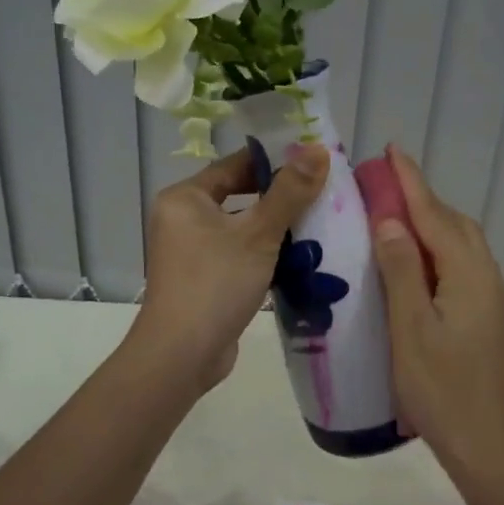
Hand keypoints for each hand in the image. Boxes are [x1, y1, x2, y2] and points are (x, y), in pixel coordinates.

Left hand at [132, 142, 329, 395]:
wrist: (181, 355)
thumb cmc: (216, 283)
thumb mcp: (259, 234)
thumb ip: (290, 192)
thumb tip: (317, 149)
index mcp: (185, 198)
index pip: (234, 165)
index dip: (274, 161)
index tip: (312, 160)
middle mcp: (182, 219)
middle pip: (239, 195)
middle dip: (279, 197)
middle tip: (321, 193)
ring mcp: (191, 251)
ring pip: (241, 228)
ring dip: (275, 228)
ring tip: (320, 223)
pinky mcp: (203, 279)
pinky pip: (238, 254)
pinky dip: (265, 254)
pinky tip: (300, 258)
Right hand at [371, 146, 503, 480]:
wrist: (492, 450)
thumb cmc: (442, 390)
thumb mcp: (411, 329)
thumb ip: (402, 270)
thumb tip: (391, 219)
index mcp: (469, 275)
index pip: (435, 215)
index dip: (412, 182)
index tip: (392, 149)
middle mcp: (489, 278)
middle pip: (456, 226)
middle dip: (423, 199)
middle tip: (385, 185)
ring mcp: (495, 301)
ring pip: (464, 247)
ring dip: (434, 225)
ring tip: (397, 220)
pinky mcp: (493, 320)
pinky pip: (466, 268)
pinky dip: (441, 253)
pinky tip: (420, 267)